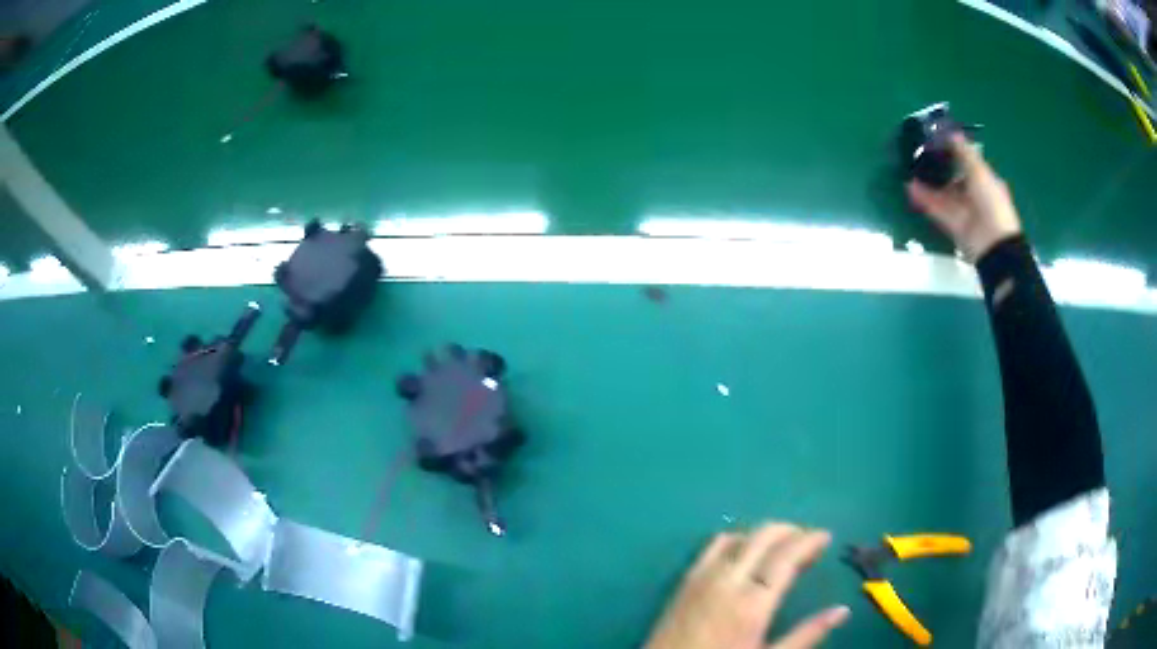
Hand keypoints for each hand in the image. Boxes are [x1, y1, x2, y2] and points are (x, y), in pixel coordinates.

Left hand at [645, 523, 849, 648]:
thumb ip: (806, 634)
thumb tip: (842, 611)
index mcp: (754, 602)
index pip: (787, 557)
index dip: (809, 541)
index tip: (826, 536)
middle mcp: (729, 581)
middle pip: (764, 537)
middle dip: (790, 531)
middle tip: (808, 540)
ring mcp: (703, 577)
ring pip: (740, 537)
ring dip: (764, 534)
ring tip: (781, 546)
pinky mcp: (685, 580)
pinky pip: (712, 546)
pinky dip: (735, 539)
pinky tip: (744, 551)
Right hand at [907, 134, 1021, 260]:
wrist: (994, 246)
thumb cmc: (992, 204)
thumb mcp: (980, 173)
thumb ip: (964, 153)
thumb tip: (951, 133)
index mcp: (984, 180)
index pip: (966, 162)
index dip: (952, 151)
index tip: (935, 141)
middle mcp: (974, 194)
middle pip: (952, 178)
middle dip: (937, 167)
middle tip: (918, 154)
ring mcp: (962, 211)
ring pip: (942, 194)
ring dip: (927, 183)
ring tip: (909, 170)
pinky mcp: (952, 225)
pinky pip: (936, 209)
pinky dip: (924, 199)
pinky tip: (910, 188)